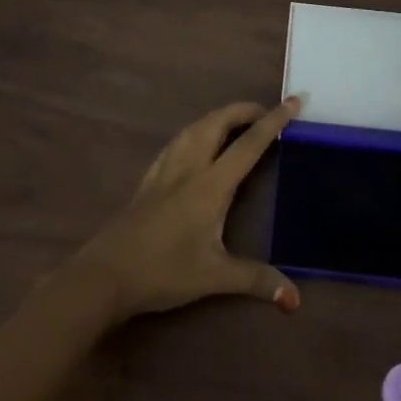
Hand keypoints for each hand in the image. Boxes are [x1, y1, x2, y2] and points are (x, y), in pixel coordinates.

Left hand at [71, 99, 303, 319]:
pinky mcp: (148, 179)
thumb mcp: (214, 277)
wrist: (105, 274)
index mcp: (210, 184)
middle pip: (217, 122)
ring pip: (194, 127)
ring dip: (218, 117)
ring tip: (235, 123)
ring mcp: (164, 170)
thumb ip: (255, 280)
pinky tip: (195, 144)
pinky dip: (196, 132)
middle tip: (266, 114)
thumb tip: (294, 300)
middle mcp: (188, 167)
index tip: (294, 101)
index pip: (249, 144)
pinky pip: (177, 142)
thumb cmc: (163, 271)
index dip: (274, 121)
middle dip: (244, 110)